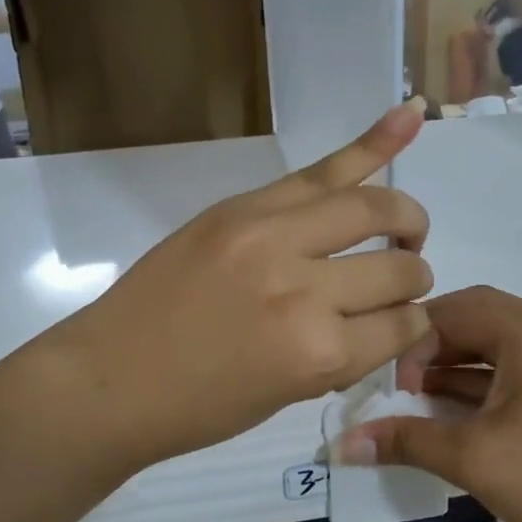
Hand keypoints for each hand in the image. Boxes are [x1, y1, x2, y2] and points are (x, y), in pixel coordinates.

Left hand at [48, 101, 434, 470]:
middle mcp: (306, 289)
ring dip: (403, 219)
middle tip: (401, 277)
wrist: (110, 378)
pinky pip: (321, 170)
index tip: (400, 327)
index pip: (403, 326)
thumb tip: (391, 316)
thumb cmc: (198, 407)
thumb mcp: (288, 394)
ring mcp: (272, 234)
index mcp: (319, 353)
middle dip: (412, 275)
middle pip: (397, 268)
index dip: (411, 328)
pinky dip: (372, 144)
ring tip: (404, 227)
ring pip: (371, 209)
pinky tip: (411, 114)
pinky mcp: (244, 206)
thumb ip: (345, 350)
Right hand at [335, 286, 521, 521]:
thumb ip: (407, 441)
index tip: (395, 382)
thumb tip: (343, 444)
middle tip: (404, 386)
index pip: (460, 306)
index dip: (417, 336)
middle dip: (436, 349)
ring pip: (502, 346)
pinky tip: (463, 416)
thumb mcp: (474, 459)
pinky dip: (488, 384)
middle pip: (482, 320)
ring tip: (424, 402)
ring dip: (460, 368)